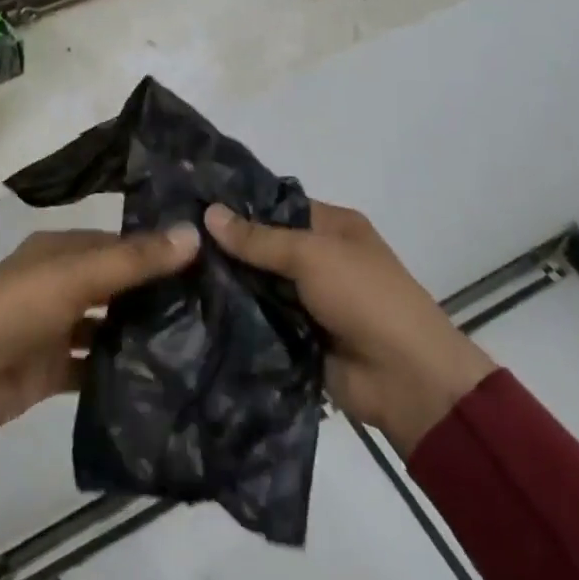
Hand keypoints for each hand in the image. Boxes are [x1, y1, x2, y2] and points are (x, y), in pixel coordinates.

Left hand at [0, 224, 200, 442]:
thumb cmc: (17, 310)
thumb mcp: (77, 276)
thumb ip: (135, 260)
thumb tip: (194, 233)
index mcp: (57, 251)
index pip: (116, 243)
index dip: (155, 249)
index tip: (204, 262)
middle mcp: (57, 283)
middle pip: (113, 283)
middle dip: (152, 292)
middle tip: (210, 303)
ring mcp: (54, 328)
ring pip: (106, 325)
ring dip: (138, 331)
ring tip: (195, 340)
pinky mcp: (53, 369)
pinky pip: (93, 365)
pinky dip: (118, 369)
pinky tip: (159, 377)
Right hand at [204, 201, 496, 455]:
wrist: (406, 379)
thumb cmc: (365, 297)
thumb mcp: (312, 255)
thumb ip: (259, 238)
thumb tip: (208, 212)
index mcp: (333, 227)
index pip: (276, 205)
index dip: (238, 204)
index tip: (189, 201)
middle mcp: (319, 258)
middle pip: (263, 246)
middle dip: (225, 246)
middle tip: (175, 238)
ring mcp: (307, 299)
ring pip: (257, 284)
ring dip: (226, 283)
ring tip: (171, 271)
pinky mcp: (296, 336)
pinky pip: (259, 320)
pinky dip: (235, 317)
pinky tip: (192, 307)